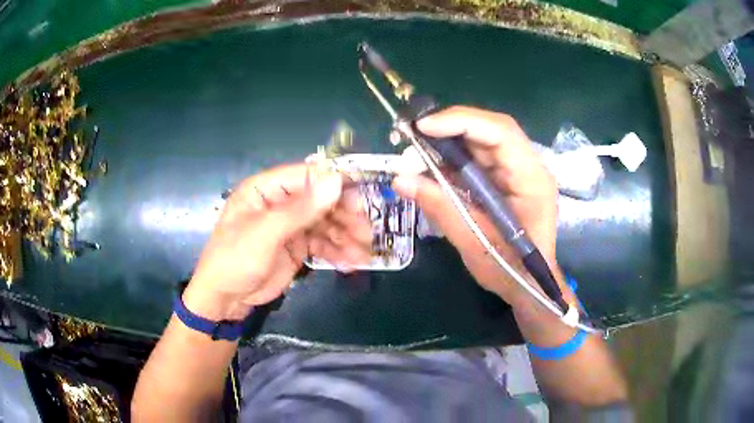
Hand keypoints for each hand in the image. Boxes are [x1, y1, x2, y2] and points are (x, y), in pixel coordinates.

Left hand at [183, 163, 370, 320]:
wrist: (225, 300)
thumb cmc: (235, 260)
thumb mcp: (264, 234)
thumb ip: (299, 210)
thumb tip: (336, 181)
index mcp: (266, 189)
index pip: (306, 176)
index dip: (334, 184)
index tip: (360, 198)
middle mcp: (281, 203)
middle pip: (321, 200)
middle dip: (345, 215)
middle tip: (366, 231)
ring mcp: (290, 226)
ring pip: (326, 223)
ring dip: (346, 237)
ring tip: (364, 253)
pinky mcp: (297, 247)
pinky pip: (323, 244)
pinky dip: (338, 252)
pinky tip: (351, 262)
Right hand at [393, 106, 562, 304]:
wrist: (528, 284)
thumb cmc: (510, 270)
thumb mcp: (474, 242)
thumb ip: (441, 207)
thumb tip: (400, 179)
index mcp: (531, 179)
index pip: (500, 132)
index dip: (461, 122)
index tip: (422, 127)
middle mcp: (527, 166)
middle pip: (488, 130)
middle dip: (447, 130)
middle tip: (410, 140)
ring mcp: (516, 170)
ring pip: (479, 141)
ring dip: (446, 143)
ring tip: (414, 155)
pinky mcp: (504, 177)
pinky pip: (476, 157)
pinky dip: (451, 158)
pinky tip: (430, 166)